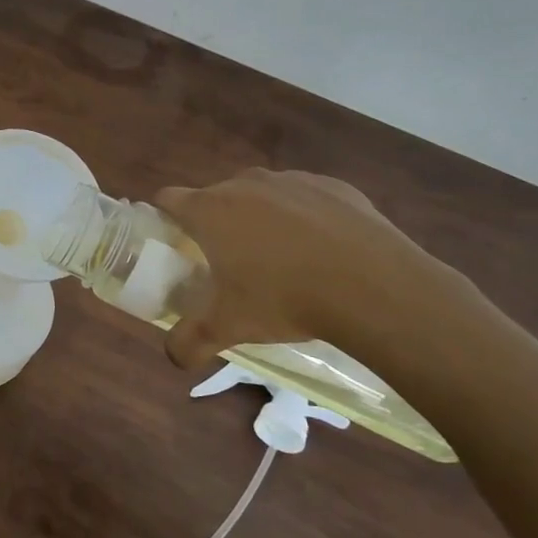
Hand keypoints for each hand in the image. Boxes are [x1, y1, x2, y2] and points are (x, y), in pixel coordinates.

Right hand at [155, 169, 451, 368]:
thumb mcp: (229, 327)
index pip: (168, 199)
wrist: (373, 285)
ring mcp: (290, 180)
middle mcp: (244, 184)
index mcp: (210, 210)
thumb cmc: (285, 299)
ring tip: (282, 260)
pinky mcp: (332, 186)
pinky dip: (305, 218)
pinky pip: (306, 198)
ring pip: (261, 195)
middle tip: (229, 263)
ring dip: (261, 219)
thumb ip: (190, 342)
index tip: (174, 243)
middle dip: (217, 224)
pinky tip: (323, 251)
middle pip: (216, 196)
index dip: (164, 218)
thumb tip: (174, 357)